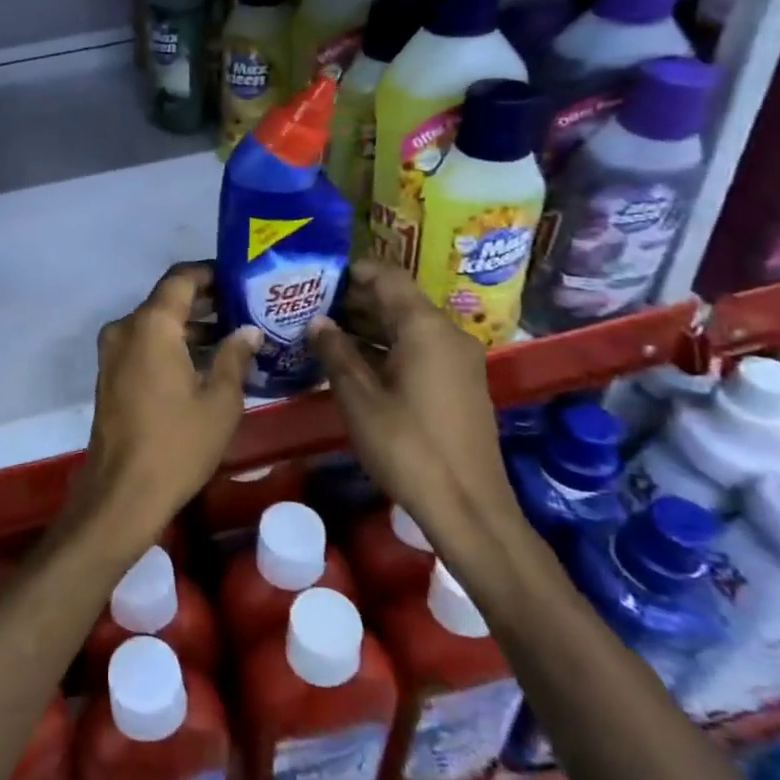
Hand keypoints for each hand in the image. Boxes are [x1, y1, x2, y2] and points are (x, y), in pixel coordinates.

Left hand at [70, 263, 259, 547]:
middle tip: (246, 307)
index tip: (240, 278)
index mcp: (151, 324)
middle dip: (205, 301)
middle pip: (167, 300)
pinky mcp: (110, 374)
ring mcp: (112, 352)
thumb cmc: (177, 444)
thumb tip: (249, 330)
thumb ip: (235, 356)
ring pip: (155, 324)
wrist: (122, 493)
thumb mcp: (220, 401)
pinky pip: (144, 345)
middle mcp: (125, 328)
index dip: (211, 273)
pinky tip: (205, 362)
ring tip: (234, 336)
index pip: (181, 278)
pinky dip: (171, 345)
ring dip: (189, 326)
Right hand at [306, 261, 519, 563]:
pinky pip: (418, 349)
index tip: (316, 276)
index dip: (351, 271)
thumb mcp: (359, 398)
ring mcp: (457, 360)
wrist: (469, 508)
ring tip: (323, 333)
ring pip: (407, 326)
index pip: (387, 276)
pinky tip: (353, 363)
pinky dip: (386, 348)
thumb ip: (335, 352)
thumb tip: (317, 321)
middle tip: (310, 306)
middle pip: (397, 300)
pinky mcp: (459, 384)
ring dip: (367, 326)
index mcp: (425, 328)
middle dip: (354, 300)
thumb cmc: (408, 447)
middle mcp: (447, 334)